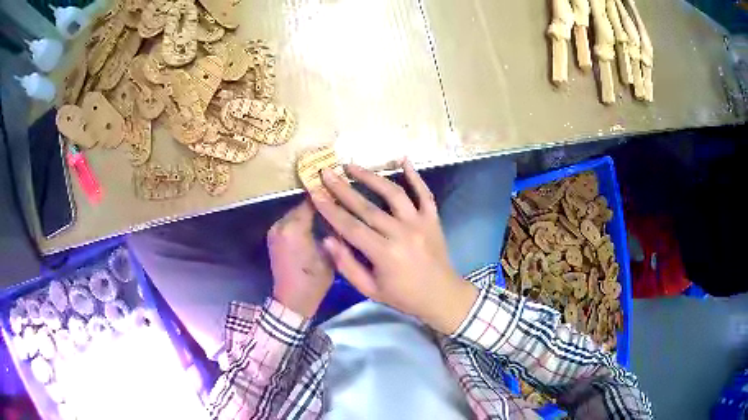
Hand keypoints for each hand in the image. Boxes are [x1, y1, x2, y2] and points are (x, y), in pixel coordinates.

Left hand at [268, 199, 333, 317]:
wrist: (291, 301)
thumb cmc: (313, 281)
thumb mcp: (329, 255)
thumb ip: (331, 232)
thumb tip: (337, 215)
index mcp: (294, 228)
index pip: (310, 202)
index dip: (324, 197)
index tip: (338, 193)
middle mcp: (280, 225)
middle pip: (300, 206)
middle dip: (316, 205)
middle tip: (334, 205)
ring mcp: (274, 231)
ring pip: (294, 214)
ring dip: (308, 214)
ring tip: (326, 215)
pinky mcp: (272, 238)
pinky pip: (288, 223)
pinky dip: (299, 222)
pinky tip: (313, 227)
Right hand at [310, 160, 477, 333]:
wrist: (441, 296)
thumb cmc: (403, 296)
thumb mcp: (370, 290)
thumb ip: (347, 265)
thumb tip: (327, 240)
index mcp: (384, 254)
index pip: (350, 227)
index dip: (330, 209)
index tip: (314, 193)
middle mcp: (401, 233)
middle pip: (367, 206)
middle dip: (343, 188)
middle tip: (326, 172)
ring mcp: (419, 223)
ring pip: (393, 193)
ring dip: (371, 176)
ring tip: (352, 166)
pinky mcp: (433, 218)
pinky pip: (424, 193)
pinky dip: (415, 175)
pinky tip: (403, 159)